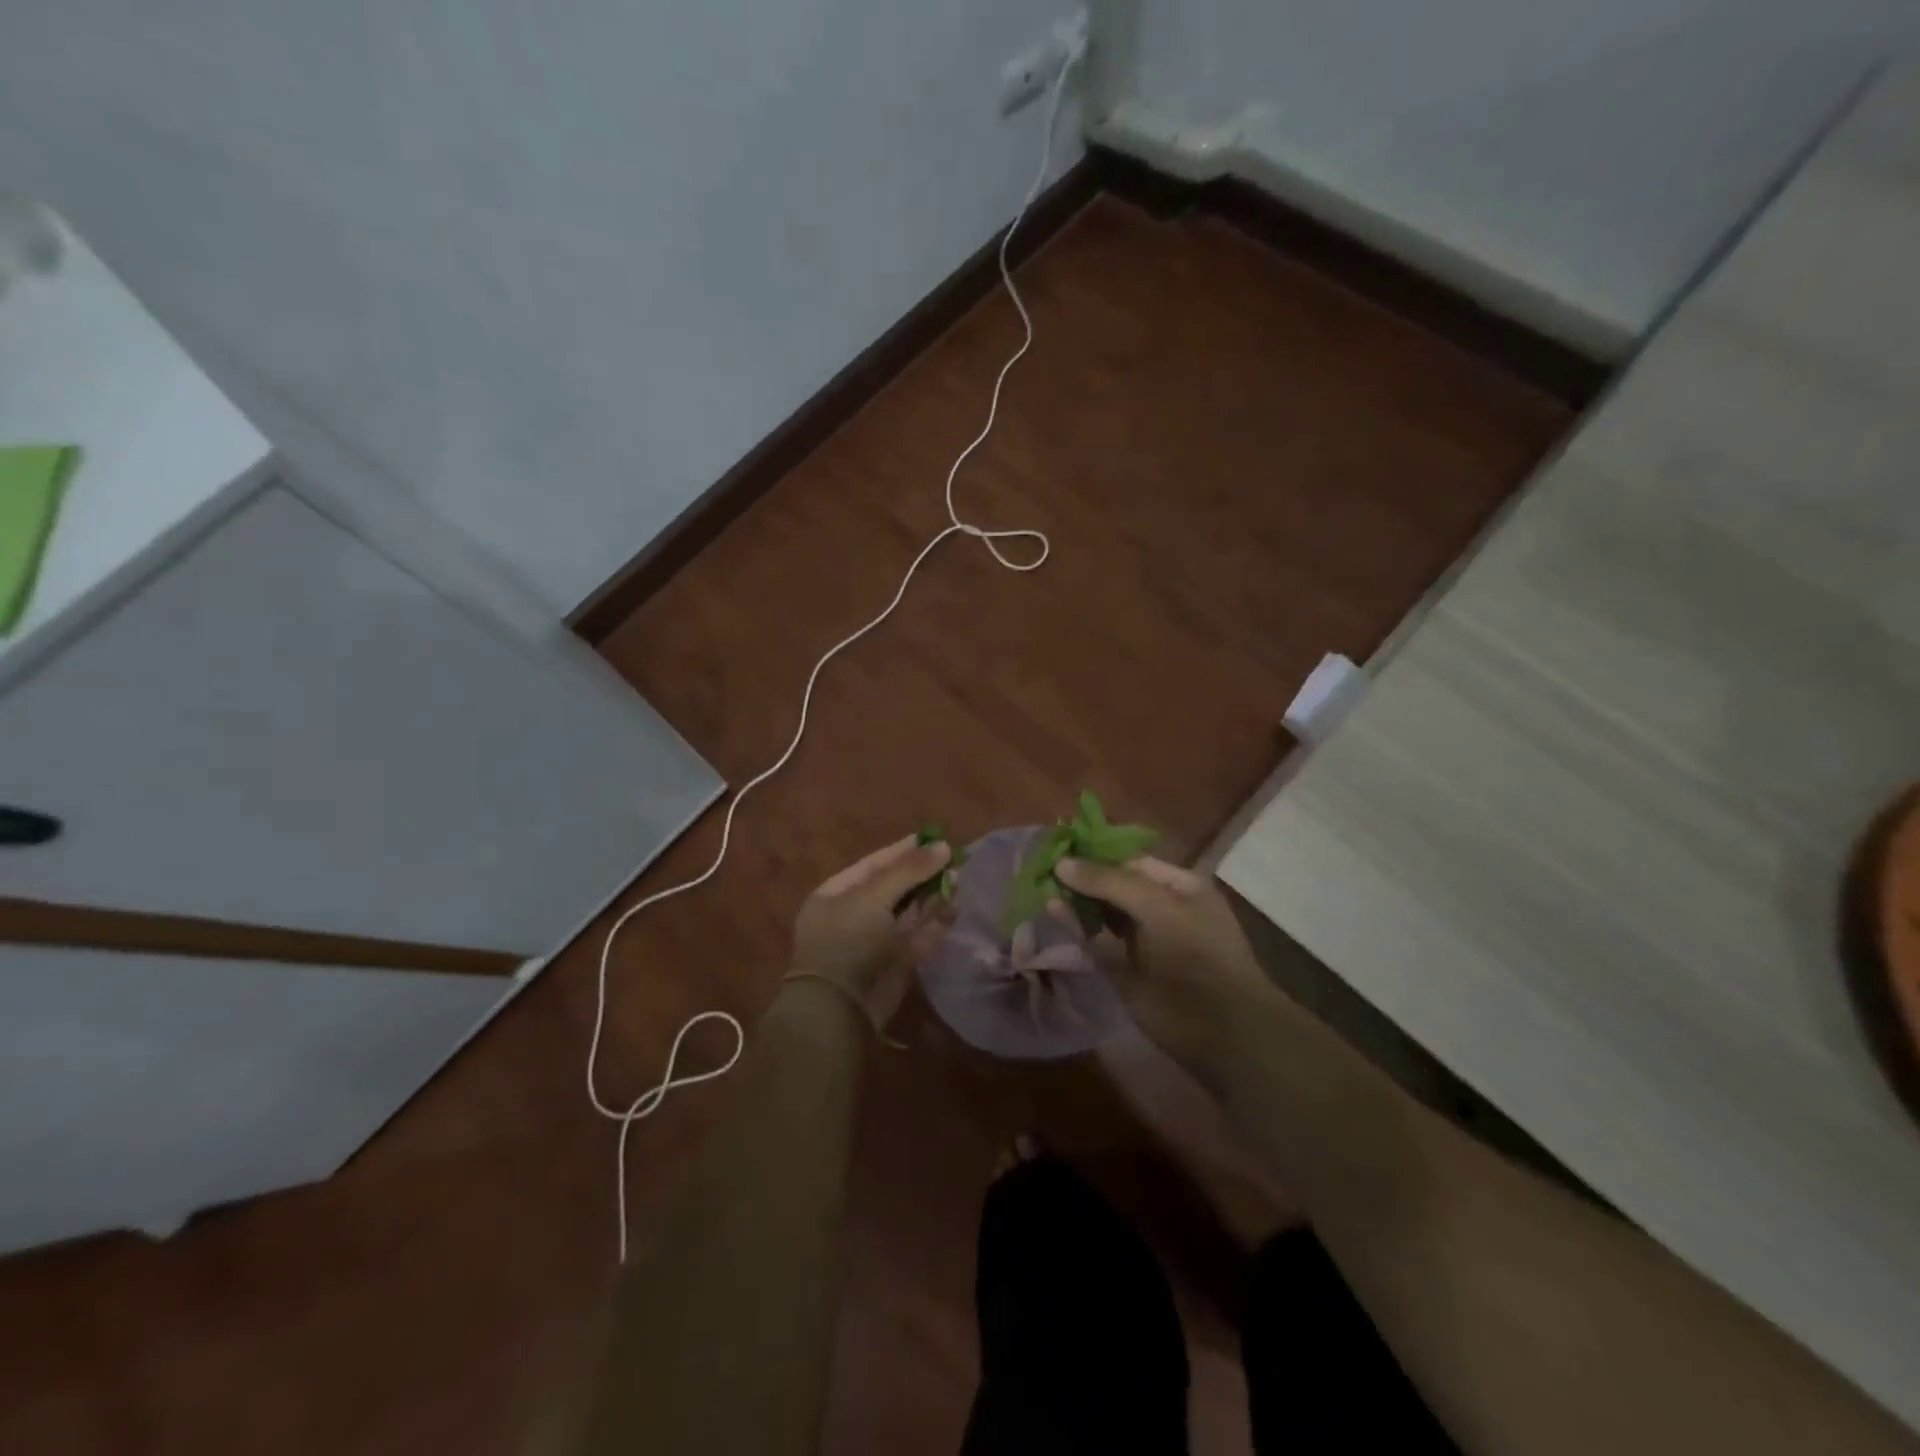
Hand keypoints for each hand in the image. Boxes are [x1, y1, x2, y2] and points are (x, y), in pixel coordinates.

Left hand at [790, 835, 954, 1027]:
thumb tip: (945, 846)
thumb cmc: (848, 941)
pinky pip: (917, 938)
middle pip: (894, 888)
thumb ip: (909, 870)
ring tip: (958, 881)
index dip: (904, 850)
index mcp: (836, 894)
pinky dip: (935, 926)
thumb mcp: (873, 897)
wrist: (839, 1009)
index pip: (874, 864)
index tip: (934, 838)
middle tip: (953, 861)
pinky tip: (954, 911)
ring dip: (932, 898)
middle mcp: (853, 915)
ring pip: (908, 913)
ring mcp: (874, 942)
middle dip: (923, 875)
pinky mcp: (894, 965)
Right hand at [1054, 855, 1277, 1064]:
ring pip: (1102, 913)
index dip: (1097, 852)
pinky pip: (1095, 941)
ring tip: (1040, 882)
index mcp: (1179, 886)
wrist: (1220, 1030)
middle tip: (1042, 863)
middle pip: (1114, 885)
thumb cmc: (1197, 954)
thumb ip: (1109, 882)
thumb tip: (1062, 863)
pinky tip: (1051, 909)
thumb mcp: (1157, 905)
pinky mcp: (1123, 970)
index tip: (1060, 844)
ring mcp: (1141, 941)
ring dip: (1075, 900)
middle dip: (1082, 876)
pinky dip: (1074, 926)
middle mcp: (1159, 909)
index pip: (1131, 860)